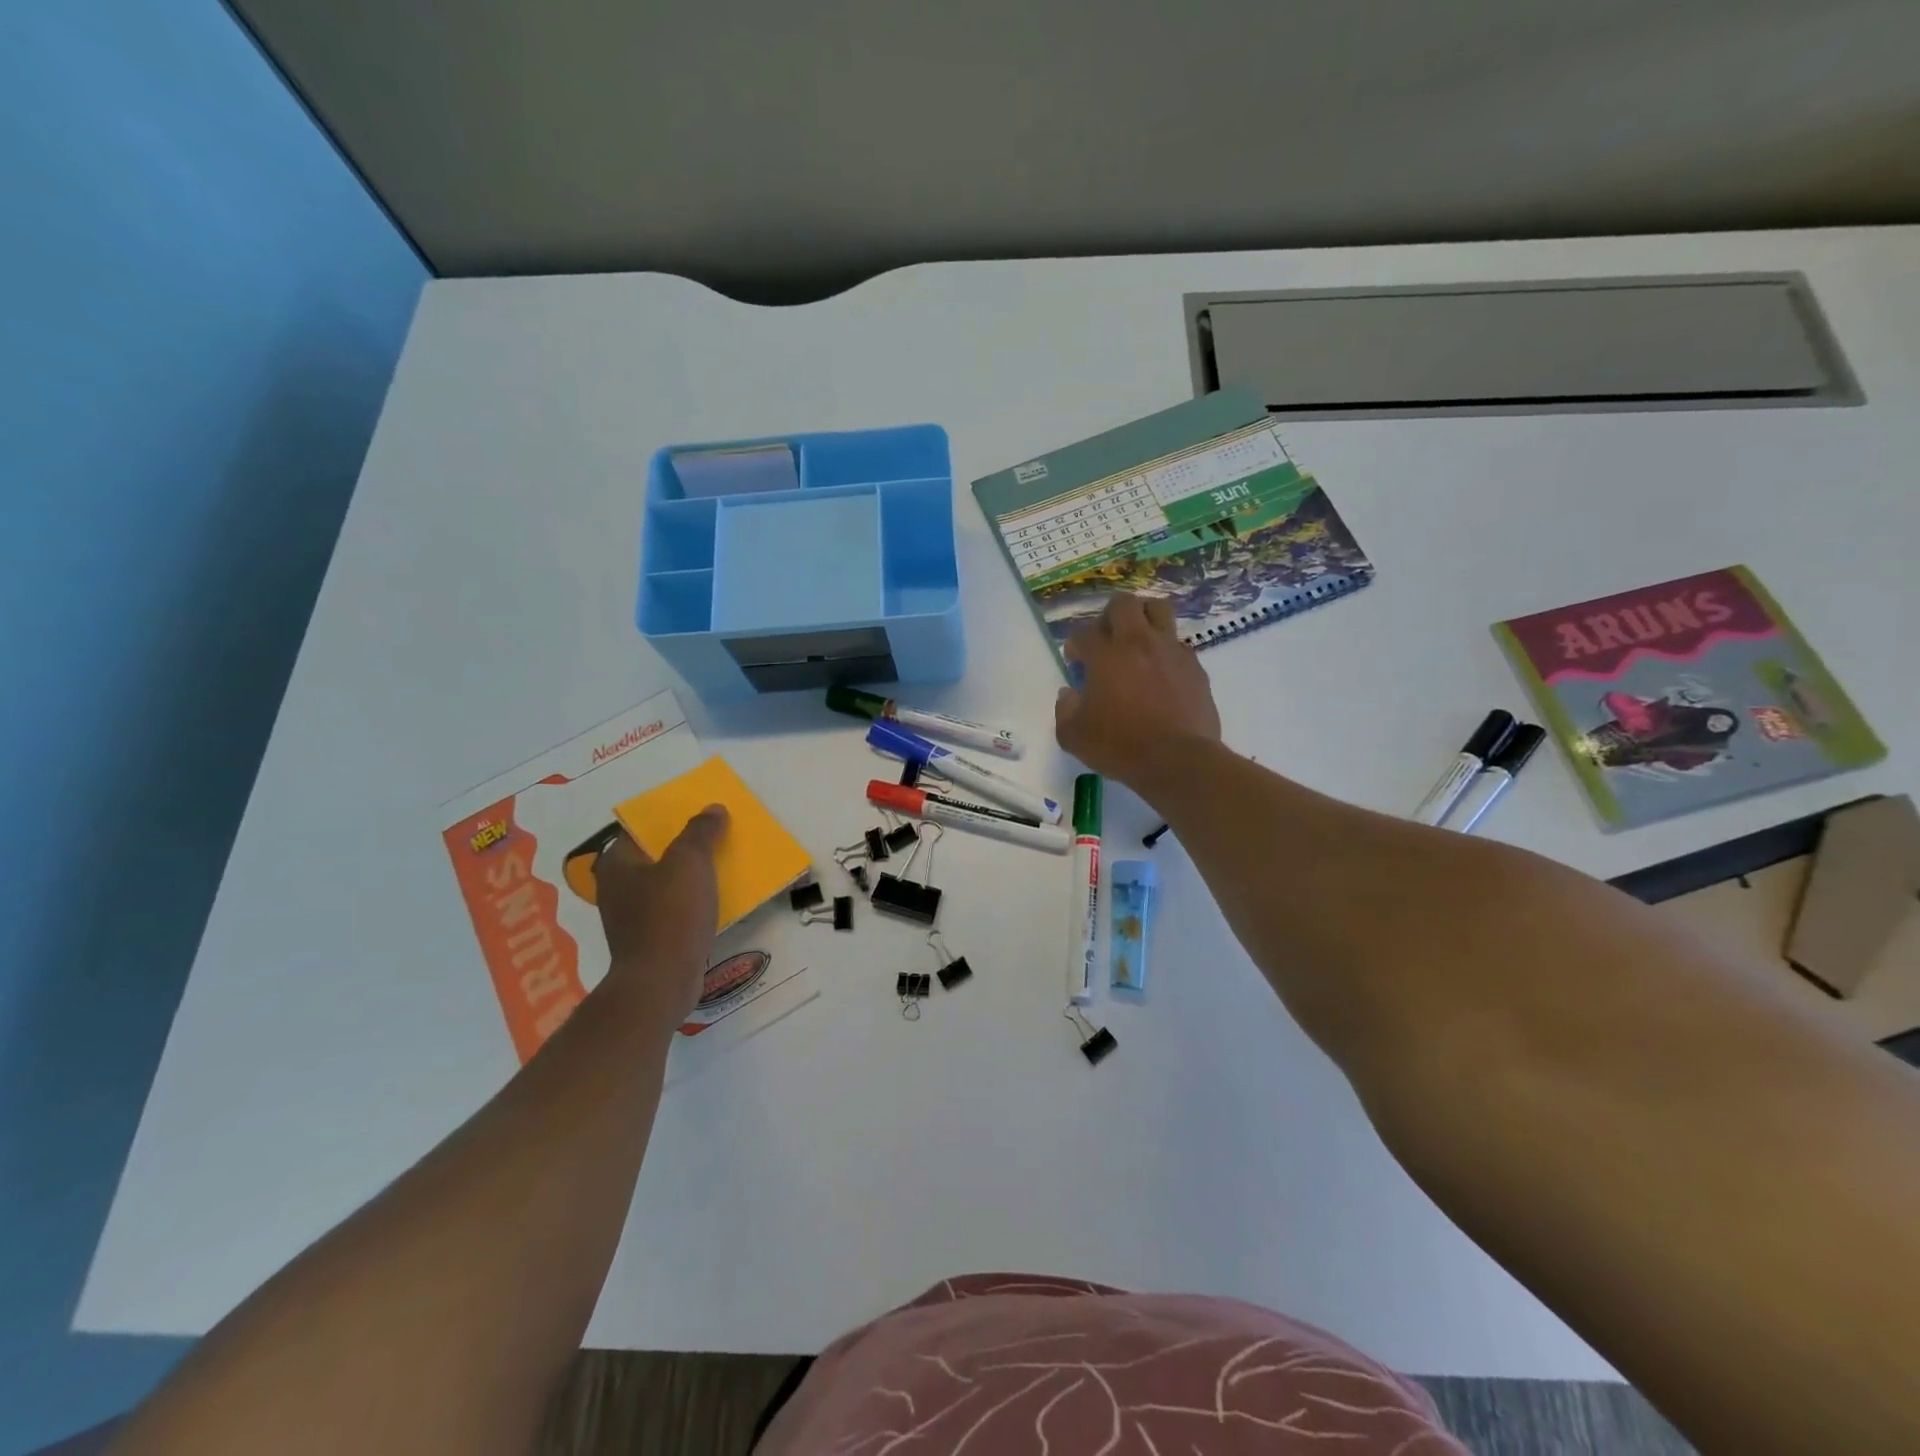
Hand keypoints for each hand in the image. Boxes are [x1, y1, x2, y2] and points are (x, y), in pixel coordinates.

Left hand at [591, 807, 728, 1029]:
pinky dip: (693, 902)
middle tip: (717, 836)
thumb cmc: (669, 915)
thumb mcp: (689, 862)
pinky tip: (716, 901)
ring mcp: (632, 917)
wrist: (661, 983)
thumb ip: (701, 831)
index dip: (671, 819)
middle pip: (656, 856)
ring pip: (667, 884)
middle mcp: (618, 888)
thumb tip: (713, 808)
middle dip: (685, 846)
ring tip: (723, 865)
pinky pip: (675, 909)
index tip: (700, 815)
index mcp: (617, 864)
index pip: (641, 829)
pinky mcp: (650, 940)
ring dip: (691, 876)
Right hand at [1055, 594, 1221, 785]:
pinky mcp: (1195, 668)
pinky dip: (1166, 651)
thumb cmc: (1119, 747)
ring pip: (1159, 610)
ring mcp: (1171, 652)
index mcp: (1105, 656)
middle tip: (1106, 638)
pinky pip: (1179, 645)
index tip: (1075, 659)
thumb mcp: (1074, 736)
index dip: (1075, 644)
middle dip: (1110, 615)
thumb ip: (1065, 710)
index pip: (1084, 633)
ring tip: (1138, 641)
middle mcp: (1139, 643)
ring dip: (1144, 618)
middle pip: (1124, 603)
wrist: (1177, 761)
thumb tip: (1069, 694)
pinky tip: (1161, 673)